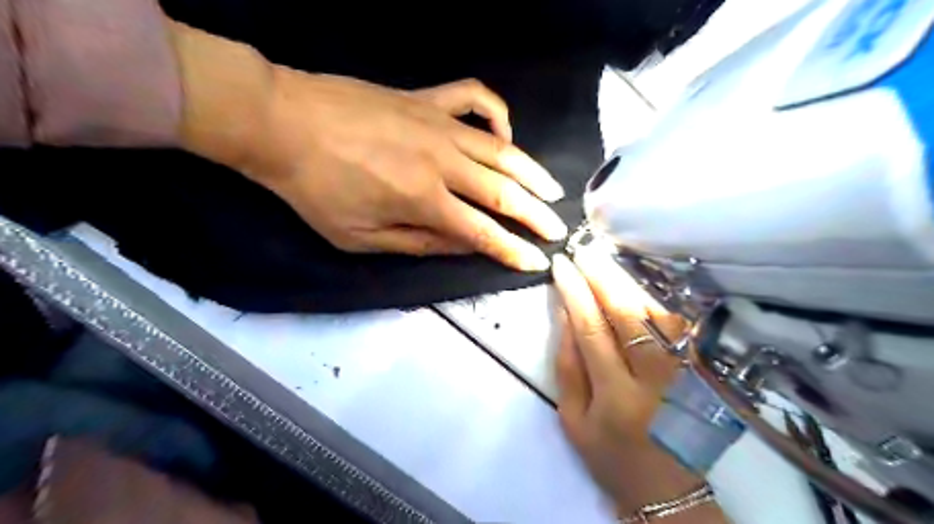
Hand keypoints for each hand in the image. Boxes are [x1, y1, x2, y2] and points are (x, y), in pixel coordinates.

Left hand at [247, 70, 569, 268]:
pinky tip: (505, 130)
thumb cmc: (315, 189)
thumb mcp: (359, 237)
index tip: (538, 262)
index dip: (514, 250)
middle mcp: (442, 162)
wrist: (281, 123)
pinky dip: (496, 111)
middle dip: (536, 215)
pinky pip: (473, 97)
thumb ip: (416, 243)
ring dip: (531, 172)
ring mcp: (438, 124)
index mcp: (423, 201)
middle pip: (503, 192)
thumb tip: (461, 245)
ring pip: (500, 148)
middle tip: (558, 228)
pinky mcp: (426, 99)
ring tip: (552, 189)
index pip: (483, 233)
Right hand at [549, 250, 723, 520]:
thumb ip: (568, 366)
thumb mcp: (572, 419)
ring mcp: (684, 372)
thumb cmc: (609, 456)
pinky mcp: (700, 371)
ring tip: (608, 257)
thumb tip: (566, 314)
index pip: (591, 329)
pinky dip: (658, 297)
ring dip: (630, 281)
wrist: (667, 489)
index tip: (562, 266)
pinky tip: (640, 280)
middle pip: (628, 314)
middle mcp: (654, 380)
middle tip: (585, 250)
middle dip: (603, 276)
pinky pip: (680, 324)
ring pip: (657, 313)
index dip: (575, 292)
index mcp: (615, 396)